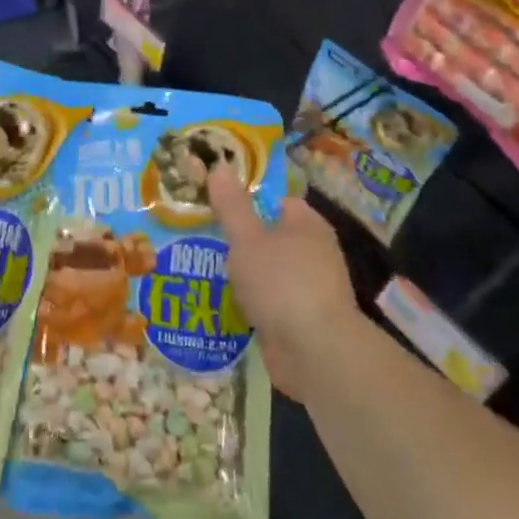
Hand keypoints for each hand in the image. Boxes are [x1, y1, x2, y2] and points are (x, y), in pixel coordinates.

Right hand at [208, 166, 360, 399]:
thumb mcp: (247, 238)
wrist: (315, 354)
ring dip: (244, 274)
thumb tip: (220, 164)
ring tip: (204, 268)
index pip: (278, 201)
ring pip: (269, 271)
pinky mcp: (301, 321)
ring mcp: (310, 289)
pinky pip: (269, 302)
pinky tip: (222, 303)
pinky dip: (250, 302)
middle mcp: (314, 252)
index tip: (217, 204)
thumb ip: (232, 205)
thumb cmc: (282, 283)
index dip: (248, 199)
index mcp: (308, 224)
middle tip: (202, 236)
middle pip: (271, 236)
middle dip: (241, 239)